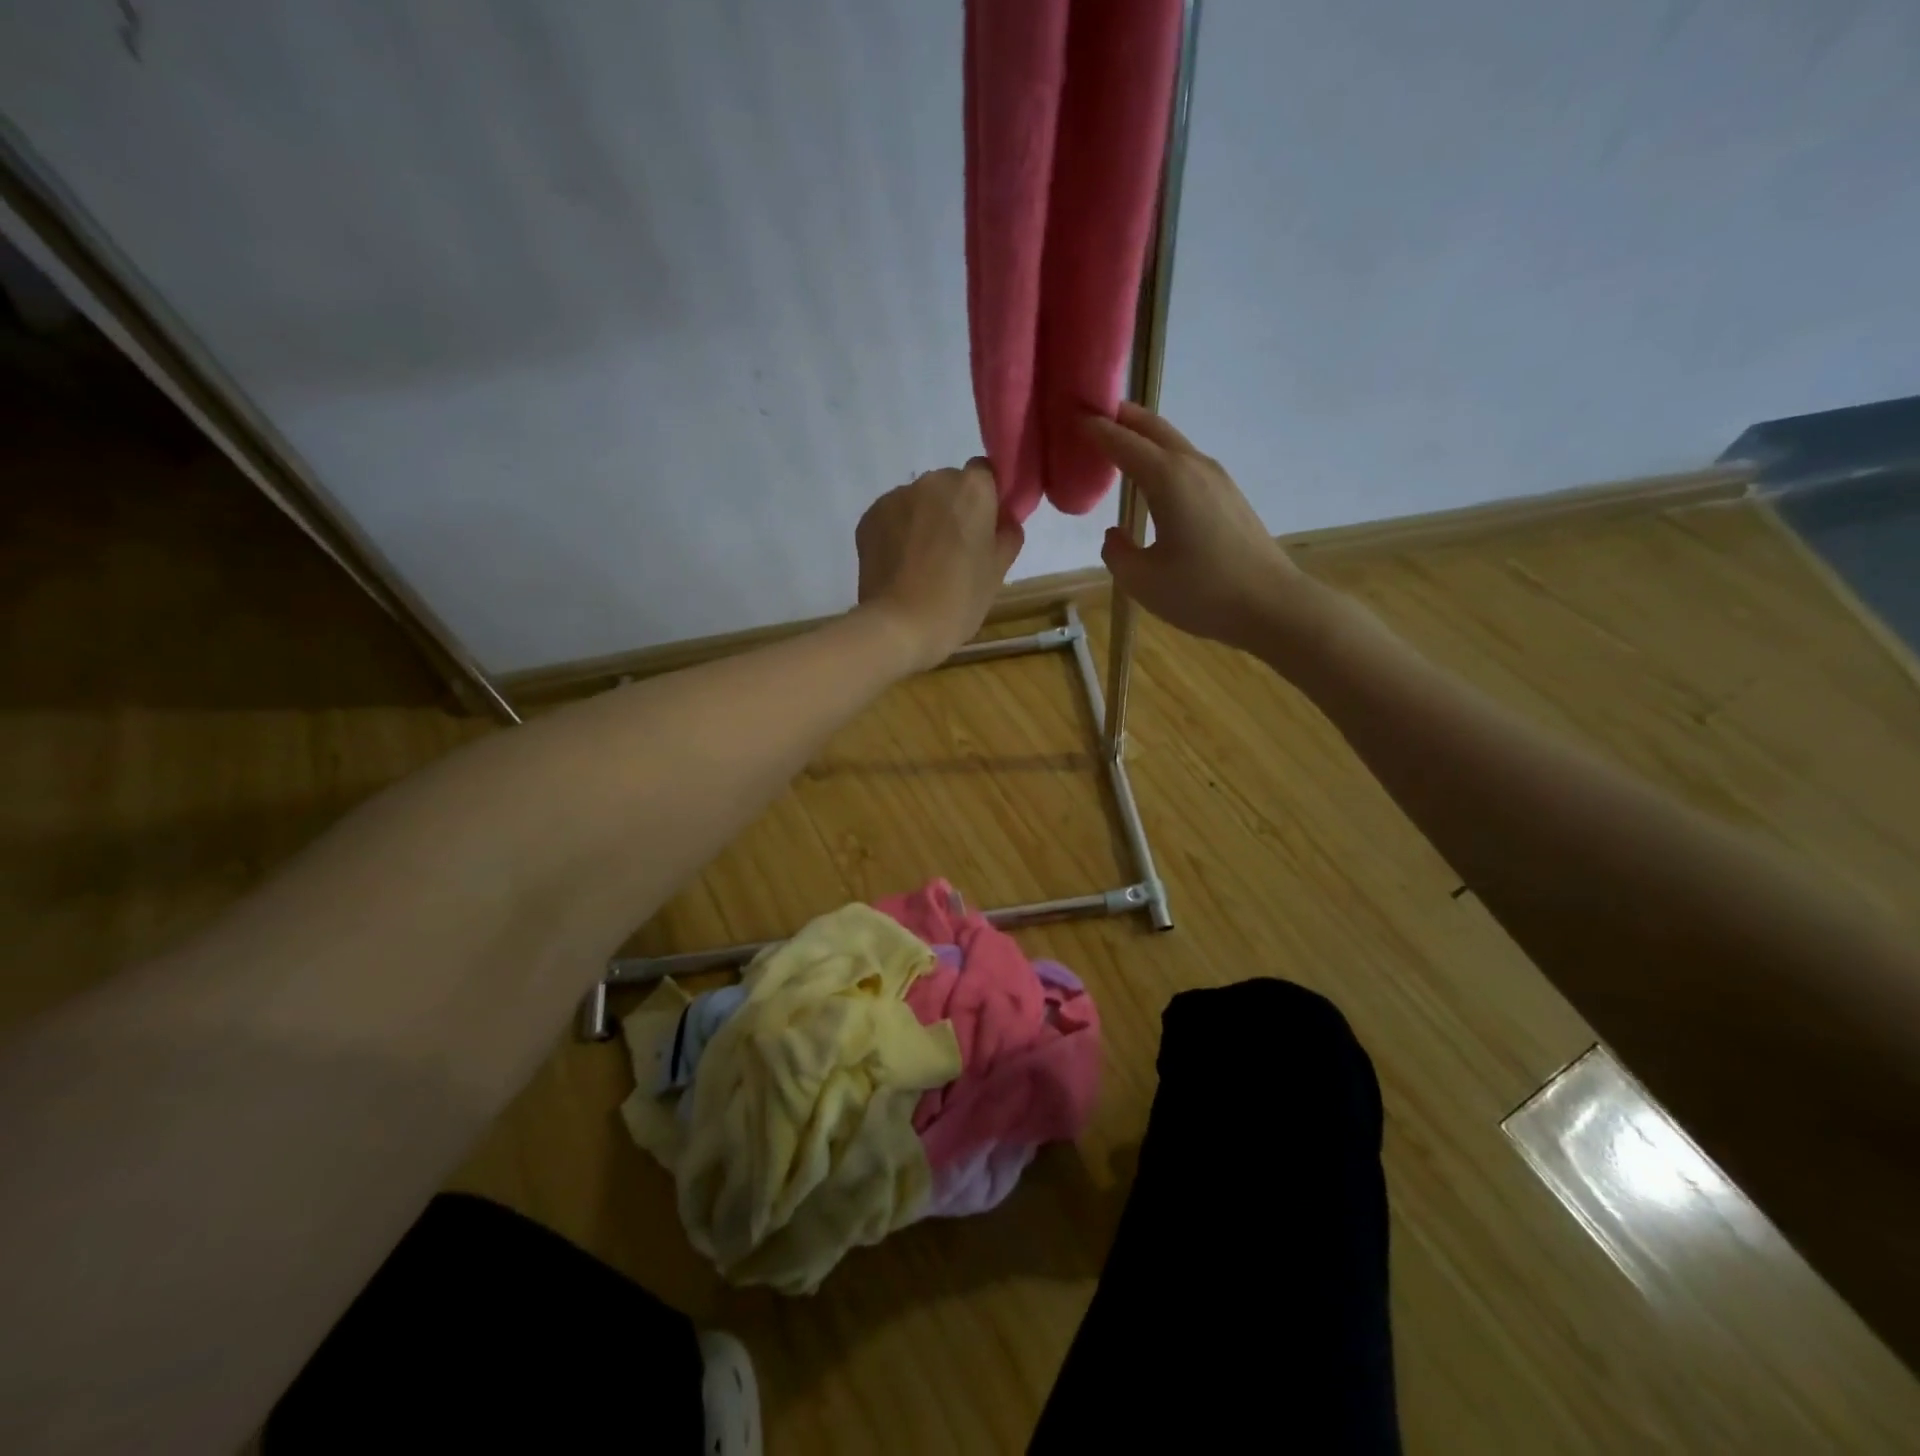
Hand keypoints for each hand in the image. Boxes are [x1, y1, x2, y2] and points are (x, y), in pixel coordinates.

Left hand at [855, 458, 1023, 672]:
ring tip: (923, 562)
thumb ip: (1007, 535)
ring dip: (924, 520)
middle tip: (955, 550)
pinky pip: (893, 516)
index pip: (986, 474)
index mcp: (972, 489)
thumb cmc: (958, 600)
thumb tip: (1004, 520)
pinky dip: (898, 532)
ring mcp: (896, 497)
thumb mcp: (997, 572)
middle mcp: (933, 481)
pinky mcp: (869, 516)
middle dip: (953, 509)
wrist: (899, 626)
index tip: (986, 528)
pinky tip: (901, 565)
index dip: (987, 499)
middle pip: (950, 485)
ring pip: (919, 501)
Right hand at [1083, 403, 1317, 654]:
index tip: (1072, 418)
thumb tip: (1117, 534)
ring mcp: (1217, 479)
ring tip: (1119, 446)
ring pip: (1174, 444)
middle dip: (1122, 417)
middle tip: (1094, 416)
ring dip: (1145, 438)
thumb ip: (1117, 553)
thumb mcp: (1142, 581)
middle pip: (1153, 428)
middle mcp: (1193, 467)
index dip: (1096, 430)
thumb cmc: (1202, 592)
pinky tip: (1153, 482)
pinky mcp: (1229, 497)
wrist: (1272, 606)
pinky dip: (1163, 459)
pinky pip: (1187, 464)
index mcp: (1168, 479)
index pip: (1123, 443)